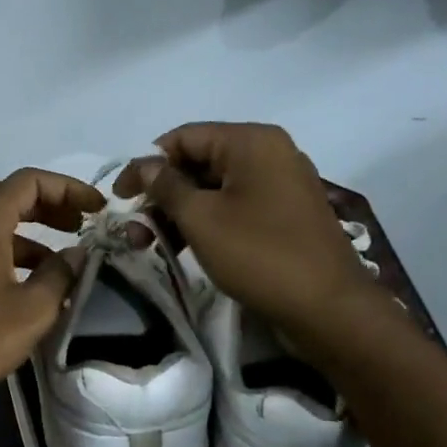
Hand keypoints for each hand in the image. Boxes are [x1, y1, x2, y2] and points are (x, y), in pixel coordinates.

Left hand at [0, 168, 103, 421]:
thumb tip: (78, 253)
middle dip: (51, 206)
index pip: (29, 181)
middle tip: (83, 226)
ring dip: (33, 233)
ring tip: (64, 260)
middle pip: (11, 197)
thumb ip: (61, 274)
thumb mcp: (33, 309)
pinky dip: (12, 252)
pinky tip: (32, 283)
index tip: (97, 208)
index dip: (68, 188)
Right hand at [117, 123, 373, 333]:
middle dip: (162, 194)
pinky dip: (207, 222)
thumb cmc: (259, 255)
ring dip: (180, 213)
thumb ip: (166, 186)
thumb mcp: (201, 219)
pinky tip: (183, 248)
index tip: (119, 197)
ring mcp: (281, 184)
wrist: (327, 308)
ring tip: (151, 245)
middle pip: (199, 162)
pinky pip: (236, 207)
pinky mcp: (285, 215)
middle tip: (135, 230)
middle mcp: (270, 153)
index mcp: (251, 142)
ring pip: (215, 188)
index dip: (146, 165)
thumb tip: (144, 165)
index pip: (184, 138)